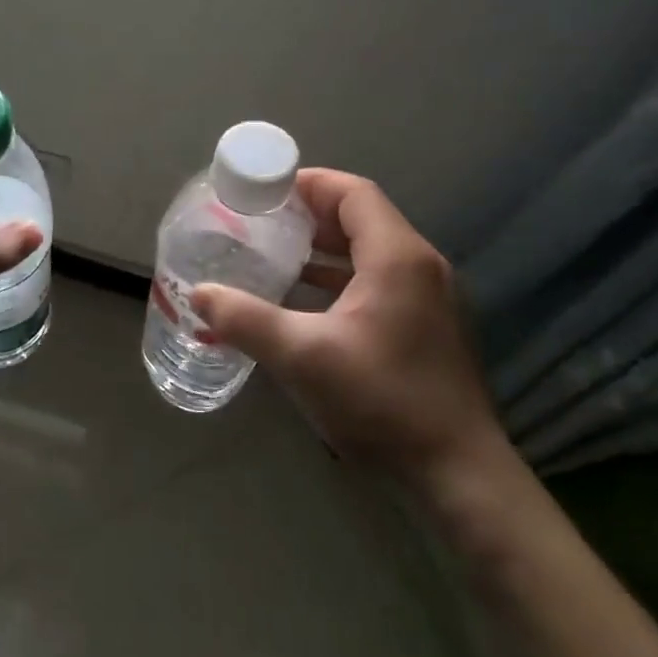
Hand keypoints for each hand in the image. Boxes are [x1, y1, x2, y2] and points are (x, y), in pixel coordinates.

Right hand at [190, 170, 504, 486]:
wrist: (458, 473)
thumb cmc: (382, 402)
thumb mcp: (302, 357)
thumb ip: (246, 319)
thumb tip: (199, 294)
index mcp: (397, 257)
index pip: (353, 193)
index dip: (307, 183)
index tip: (263, 191)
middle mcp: (420, 266)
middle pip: (362, 217)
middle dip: (309, 214)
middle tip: (260, 221)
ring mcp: (430, 297)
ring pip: (370, 250)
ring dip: (324, 247)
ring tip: (275, 253)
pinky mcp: (429, 326)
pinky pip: (379, 280)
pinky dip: (341, 277)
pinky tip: (306, 300)